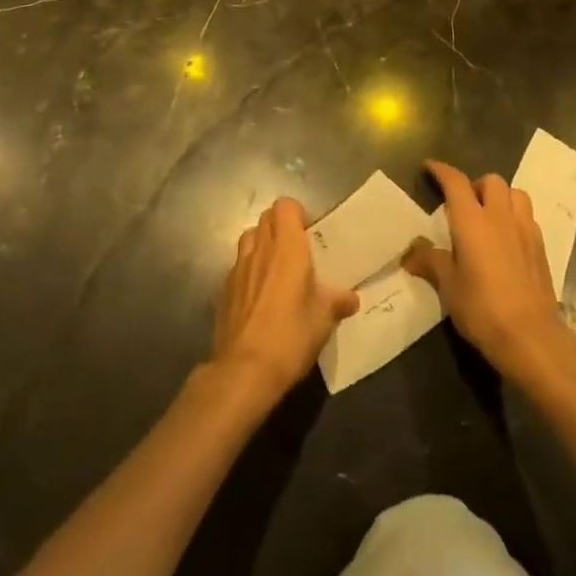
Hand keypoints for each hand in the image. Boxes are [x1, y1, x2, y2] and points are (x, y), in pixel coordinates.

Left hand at [211, 197, 359, 402]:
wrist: (244, 370)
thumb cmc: (290, 335)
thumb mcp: (324, 320)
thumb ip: (337, 302)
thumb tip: (351, 298)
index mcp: (287, 246)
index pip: (286, 205)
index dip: (297, 213)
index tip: (309, 234)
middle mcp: (261, 248)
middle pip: (266, 217)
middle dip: (280, 226)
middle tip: (296, 250)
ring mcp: (238, 267)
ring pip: (249, 238)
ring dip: (262, 244)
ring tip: (276, 269)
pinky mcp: (224, 289)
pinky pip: (238, 266)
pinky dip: (249, 270)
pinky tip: (259, 297)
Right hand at [403, 160, 575, 385]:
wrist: (531, 337)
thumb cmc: (482, 309)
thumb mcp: (448, 287)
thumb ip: (431, 262)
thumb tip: (410, 253)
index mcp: (472, 221)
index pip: (455, 182)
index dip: (441, 171)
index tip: (430, 168)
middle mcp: (500, 216)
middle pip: (490, 180)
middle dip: (475, 185)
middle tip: (463, 205)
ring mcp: (524, 229)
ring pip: (514, 193)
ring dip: (500, 197)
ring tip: (489, 217)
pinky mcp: (541, 246)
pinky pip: (527, 216)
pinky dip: (515, 217)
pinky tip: (508, 240)